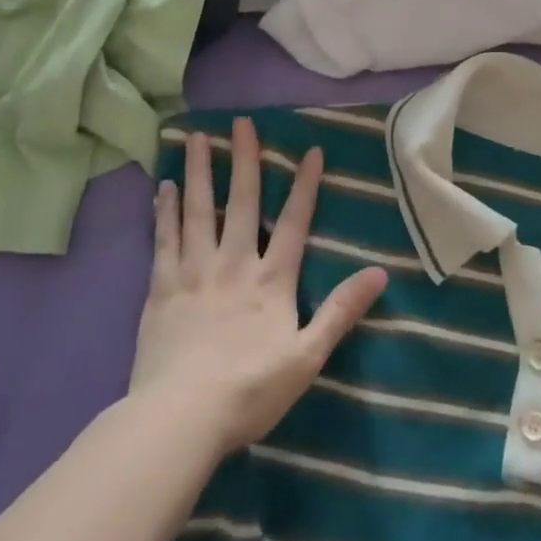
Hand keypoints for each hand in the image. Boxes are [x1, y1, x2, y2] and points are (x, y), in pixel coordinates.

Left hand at [127, 118, 386, 461]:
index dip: (305, 186)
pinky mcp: (161, 289)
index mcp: (272, 280)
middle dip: (246, 160)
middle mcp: (234, 264)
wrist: (180, 418)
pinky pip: (164, 239)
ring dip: (201, 172)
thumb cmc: (250, 390)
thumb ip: (342, 311)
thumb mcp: (308, 356)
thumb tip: (380, 272)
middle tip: (241, 122)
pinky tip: (165, 186)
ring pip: (199, 211)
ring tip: (198, 137)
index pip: (294, 223)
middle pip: (242, 203)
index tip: (311, 151)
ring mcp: (194, 273)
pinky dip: (165, 210)